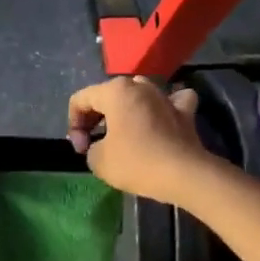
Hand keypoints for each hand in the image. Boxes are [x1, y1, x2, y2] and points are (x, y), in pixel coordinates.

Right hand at [67, 77, 208, 202]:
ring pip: (138, 93)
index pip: (80, 100)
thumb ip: (91, 147)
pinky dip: (165, 106)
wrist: (183, 174)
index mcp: (115, 91)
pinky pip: (172, 100)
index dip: (74, 125)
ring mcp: (165, 96)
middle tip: (93, 144)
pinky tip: (162, 117)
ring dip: (126, 109)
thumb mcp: (98, 160)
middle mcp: (140, 86)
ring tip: (122, 131)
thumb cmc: (136, 162)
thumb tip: (100, 146)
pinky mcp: (185, 111)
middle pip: (108, 95)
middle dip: (96, 118)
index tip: (80, 149)